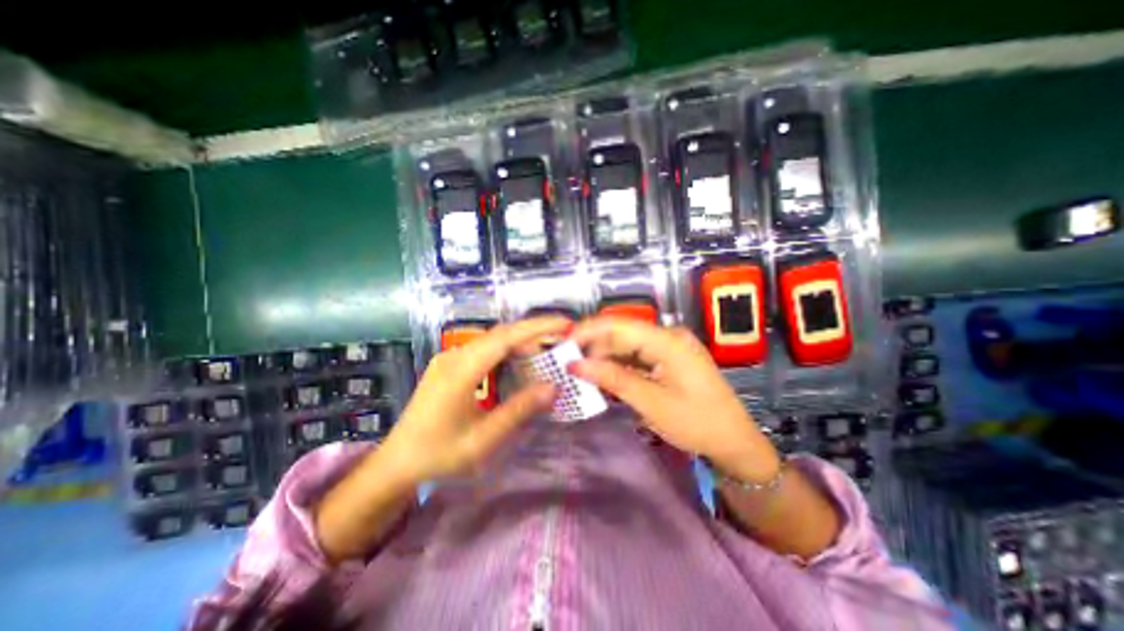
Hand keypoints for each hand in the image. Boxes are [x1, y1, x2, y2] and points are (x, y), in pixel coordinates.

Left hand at [380, 319, 571, 483]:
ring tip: (544, 355)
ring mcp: (450, 358)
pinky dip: (506, 352)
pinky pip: (484, 350)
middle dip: (533, 334)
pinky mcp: (449, 365)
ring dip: (520, 344)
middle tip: (560, 342)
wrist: (396, 463)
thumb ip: (519, 410)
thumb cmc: (438, 454)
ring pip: (493, 340)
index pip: (506, 337)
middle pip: (501, 334)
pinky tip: (517, 364)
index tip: (564, 324)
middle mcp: (455, 356)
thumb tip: (553, 388)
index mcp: (461, 370)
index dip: (537, 327)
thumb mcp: (483, 439)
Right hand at [571, 315, 784, 483]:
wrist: (736, 443)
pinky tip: (606, 378)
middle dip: (594, 347)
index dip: (588, 331)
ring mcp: (670, 346)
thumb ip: (612, 378)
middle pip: (622, 333)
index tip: (564, 345)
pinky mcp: (670, 358)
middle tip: (569, 366)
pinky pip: (638, 356)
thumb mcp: (651, 403)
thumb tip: (575, 364)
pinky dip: (621, 366)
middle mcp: (669, 336)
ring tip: (583, 374)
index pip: (619, 325)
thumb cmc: (697, 424)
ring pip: (628, 345)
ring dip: (606, 358)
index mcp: (668, 340)